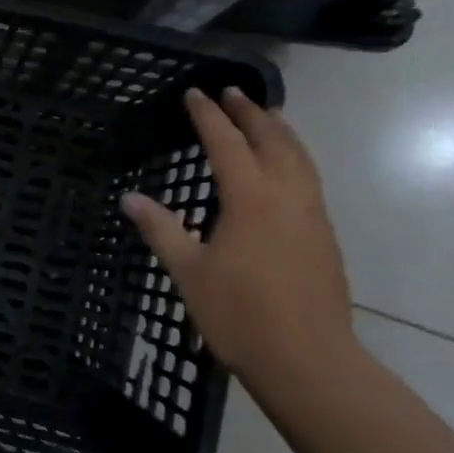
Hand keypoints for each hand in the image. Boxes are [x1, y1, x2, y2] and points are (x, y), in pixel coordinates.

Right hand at [122, 87, 353, 386]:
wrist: (308, 360)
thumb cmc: (240, 315)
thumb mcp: (189, 272)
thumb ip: (161, 229)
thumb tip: (129, 197)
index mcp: (250, 199)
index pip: (227, 144)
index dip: (208, 117)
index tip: (194, 93)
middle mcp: (286, 196)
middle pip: (272, 140)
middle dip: (250, 113)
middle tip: (232, 92)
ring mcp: (311, 215)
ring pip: (299, 157)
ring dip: (280, 130)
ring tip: (267, 115)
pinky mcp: (324, 235)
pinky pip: (310, 178)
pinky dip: (295, 156)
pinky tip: (287, 167)